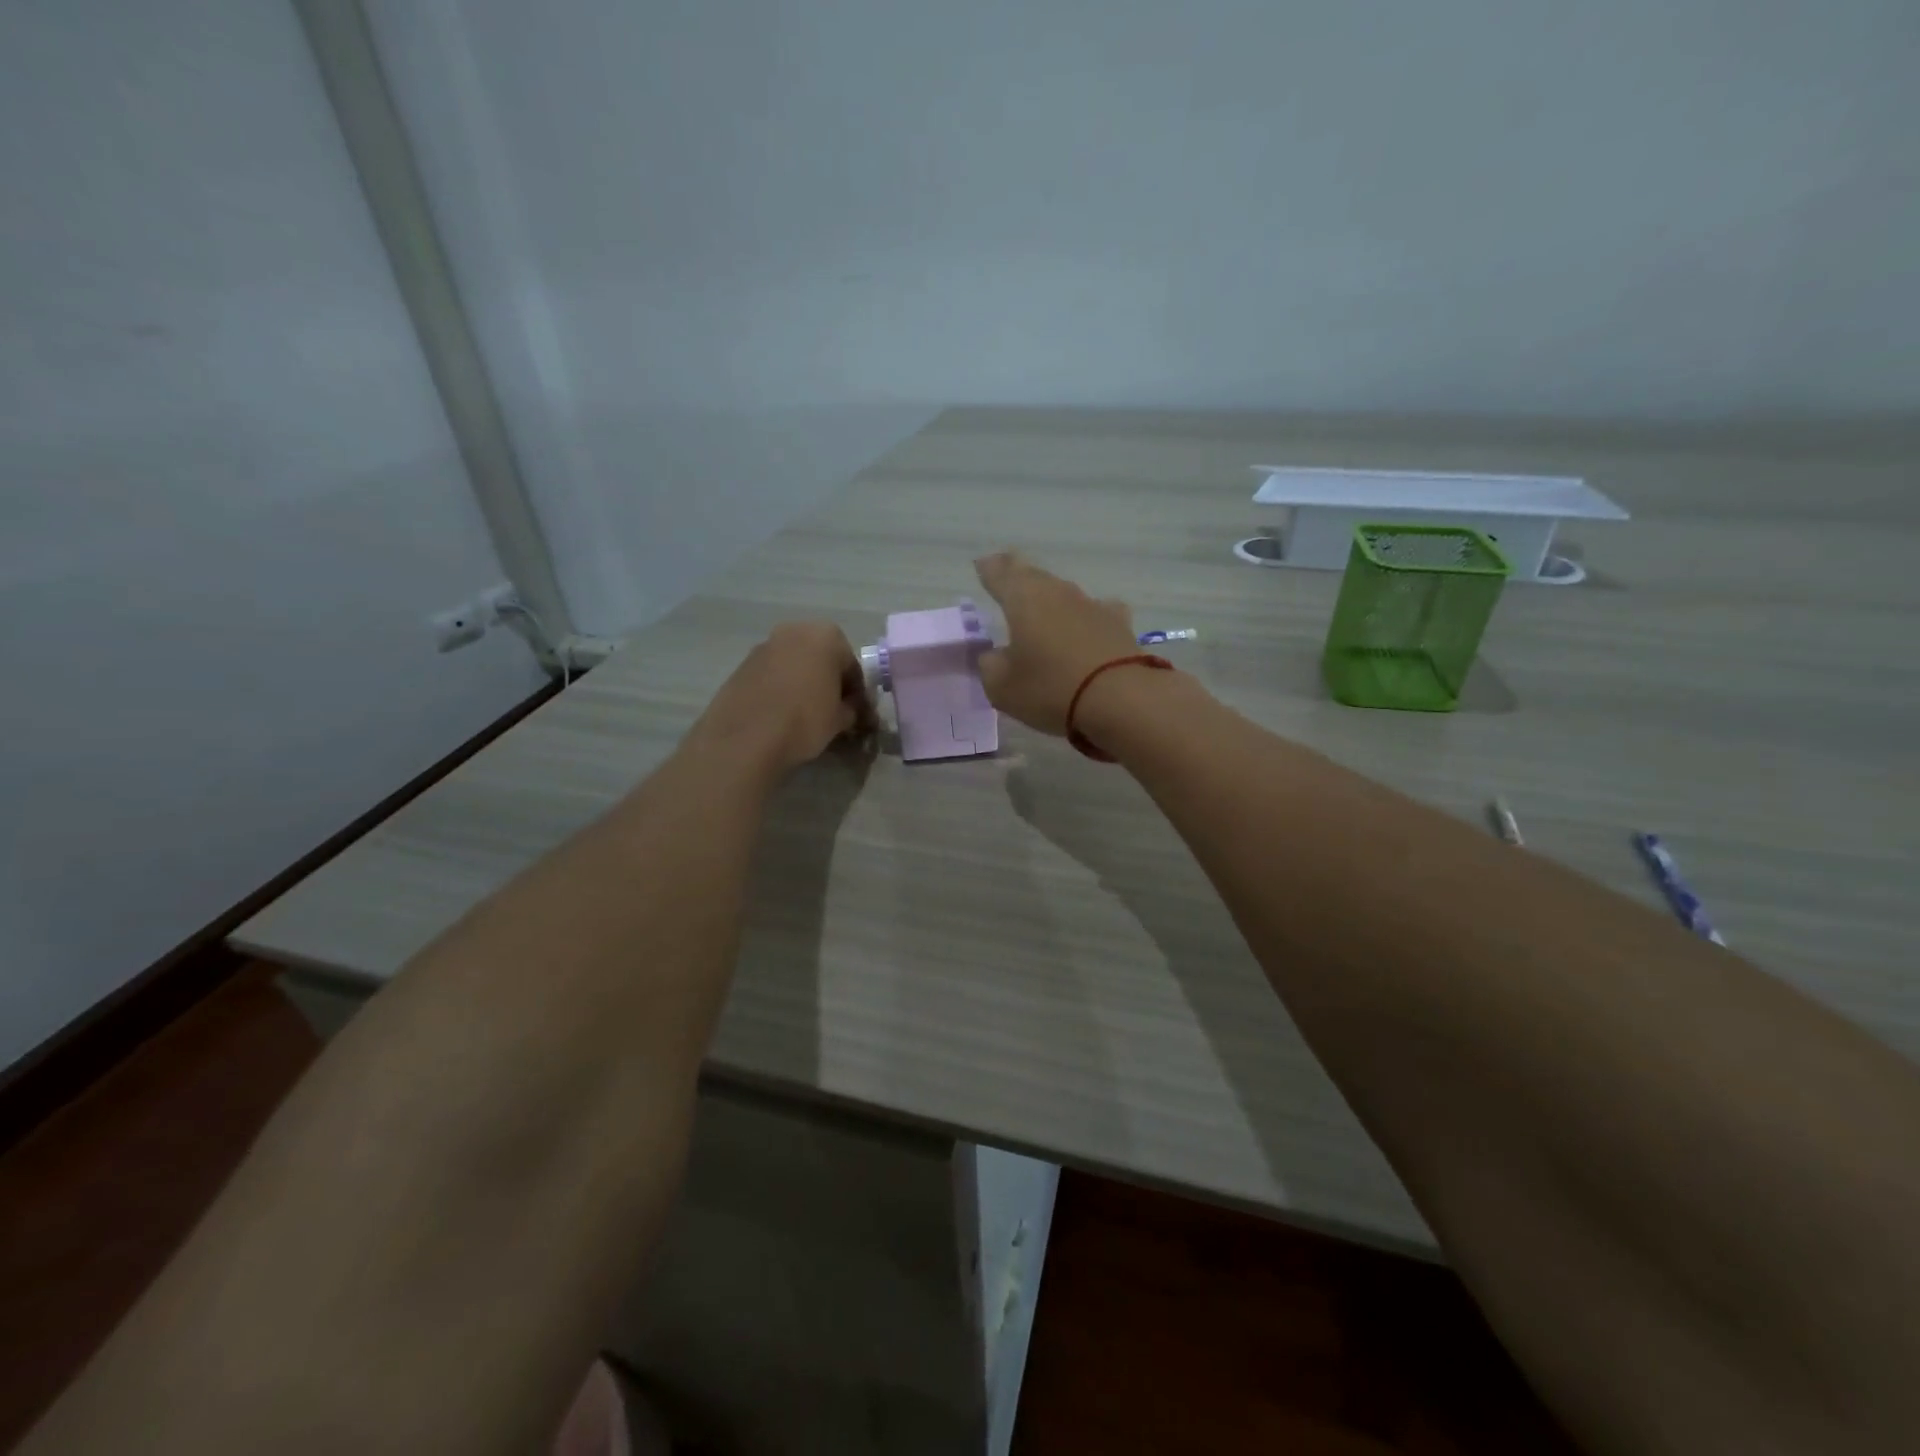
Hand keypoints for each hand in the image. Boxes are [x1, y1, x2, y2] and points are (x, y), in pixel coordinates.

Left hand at [690, 622, 876, 771]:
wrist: (746, 738)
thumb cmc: (805, 720)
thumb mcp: (840, 719)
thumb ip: (852, 709)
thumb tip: (852, 710)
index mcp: (826, 636)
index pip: (852, 666)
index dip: (857, 693)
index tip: (858, 715)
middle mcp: (794, 631)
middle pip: (821, 659)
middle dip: (829, 682)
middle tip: (834, 712)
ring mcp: (764, 646)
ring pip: (795, 665)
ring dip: (804, 684)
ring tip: (806, 715)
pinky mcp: (741, 665)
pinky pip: (772, 675)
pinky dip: (781, 689)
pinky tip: (782, 715)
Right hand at [973, 551, 1140, 735]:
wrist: (1122, 700)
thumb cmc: (1050, 688)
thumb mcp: (1002, 686)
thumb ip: (989, 665)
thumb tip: (993, 655)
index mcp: (1023, 597)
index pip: (1000, 572)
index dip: (988, 569)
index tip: (981, 565)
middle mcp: (1058, 592)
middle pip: (1033, 576)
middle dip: (1018, 577)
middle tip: (1007, 578)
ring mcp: (1092, 605)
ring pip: (1064, 593)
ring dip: (1051, 599)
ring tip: (1042, 610)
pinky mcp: (1119, 624)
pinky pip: (1095, 612)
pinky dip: (1085, 617)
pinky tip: (1087, 625)